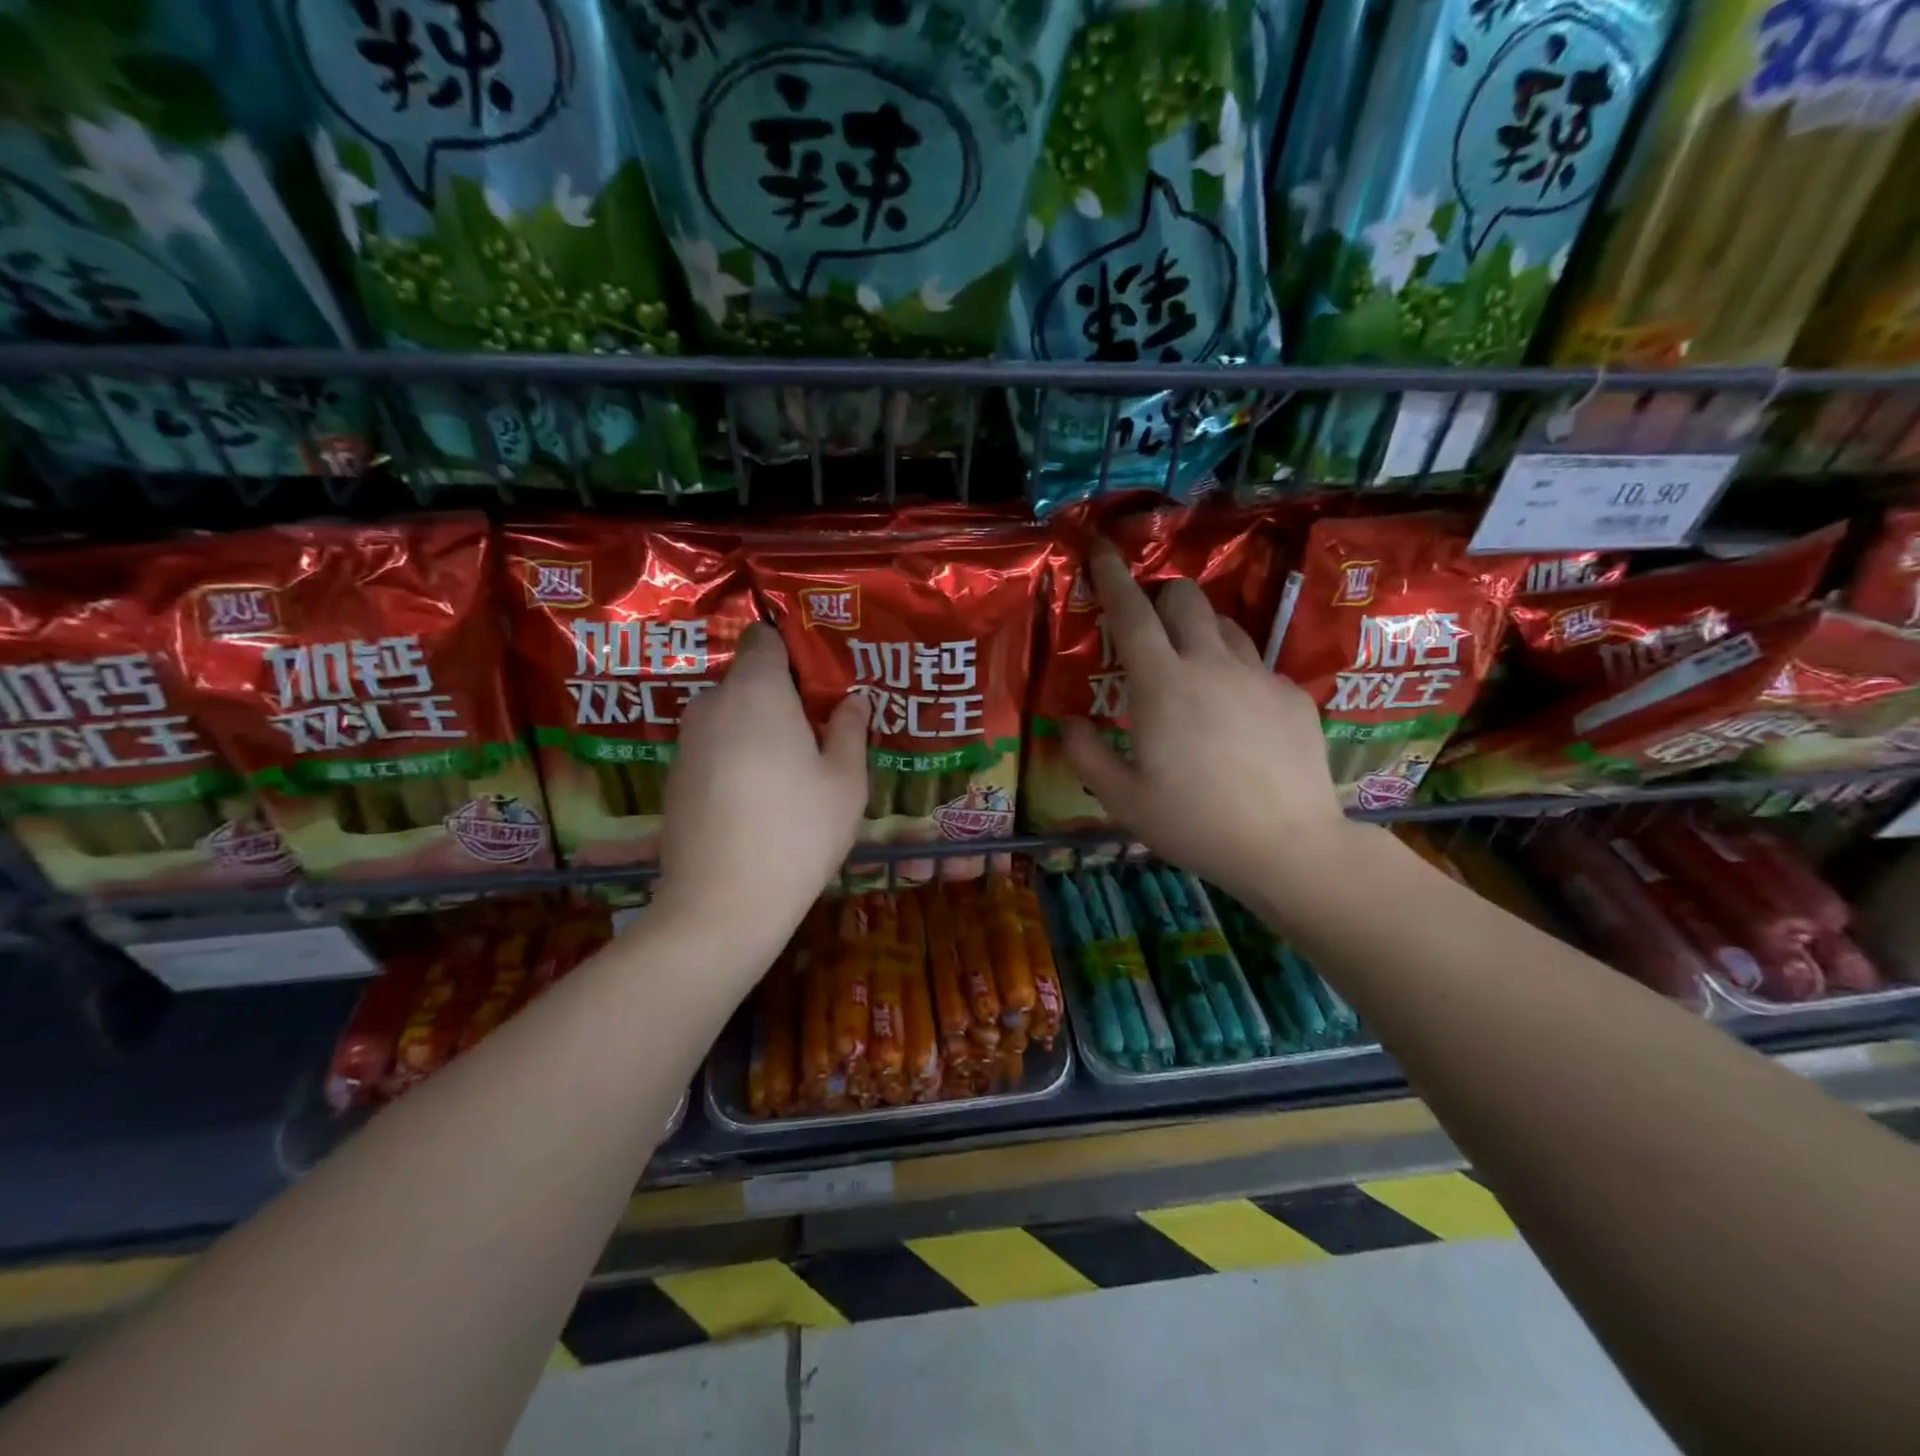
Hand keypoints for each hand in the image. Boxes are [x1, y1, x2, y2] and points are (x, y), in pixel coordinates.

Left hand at [655, 623, 869, 959]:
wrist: (722, 903)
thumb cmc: (798, 831)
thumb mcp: (845, 781)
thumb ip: (849, 730)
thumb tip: (852, 700)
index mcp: (757, 691)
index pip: (762, 638)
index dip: (791, 651)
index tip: (818, 682)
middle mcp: (713, 704)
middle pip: (747, 680)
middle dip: (780, 697)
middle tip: (818, 734)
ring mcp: (687, 742)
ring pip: (730, 717)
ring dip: (758, 730)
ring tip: (792, 772)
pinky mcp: (675, 777)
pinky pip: (713, 748)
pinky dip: (736, 758)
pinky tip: (758, 800)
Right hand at [1061, 546, 1373, 912]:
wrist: (1289, 846)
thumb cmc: (1194, 823)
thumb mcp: (1123, 799)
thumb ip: (1086, 755)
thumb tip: (1069, 722)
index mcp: (1162, 685)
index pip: (1132, 613)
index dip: (1112, 578)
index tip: (1102, 550)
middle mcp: (1211, 665)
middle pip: (1187, 598)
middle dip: (1162, 595)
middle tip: (1150, 626)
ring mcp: (1259, 676)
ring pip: (1225, 625)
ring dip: (1200, 630)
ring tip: (1191, 669)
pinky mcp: (1293, 695)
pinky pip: (1257, 665)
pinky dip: (1236, 673)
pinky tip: (1237, 717)